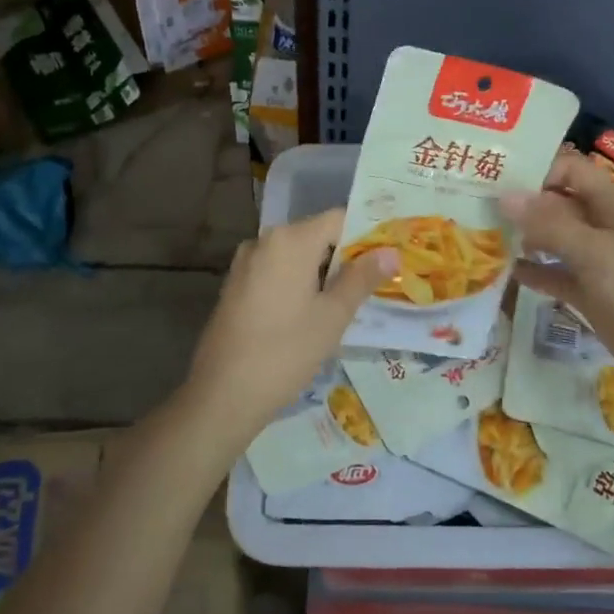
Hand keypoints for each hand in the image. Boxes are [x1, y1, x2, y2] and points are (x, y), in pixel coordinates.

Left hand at [174, 208, 399, 449]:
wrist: (223, 394)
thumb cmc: (286, 351)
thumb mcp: (333, 316)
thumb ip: (362, 278)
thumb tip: (390, 252)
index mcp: (290, 240)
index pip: (339, 219)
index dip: (366, 235)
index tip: (387, 259)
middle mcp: (265, 241)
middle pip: (317, 236)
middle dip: (346, 256)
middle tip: (376, 283)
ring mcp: (246, 263)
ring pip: (296, 256)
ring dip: (323, 272)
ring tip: (350, 302)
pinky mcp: (236, 286)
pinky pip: (277, 272)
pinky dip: (299, 283)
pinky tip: (313, 313)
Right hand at [500, 152, 613, 411]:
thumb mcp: (595, 252)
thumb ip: (549, 223)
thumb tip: (505, 196)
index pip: (569, 170)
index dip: (534, 172)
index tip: (493, 181)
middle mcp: (605, 224)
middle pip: (558, 203)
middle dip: (521, 205)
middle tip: (475, 208)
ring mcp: (599, 260)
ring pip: (555, 239)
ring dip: (524, 238)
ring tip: (483, 237)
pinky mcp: (592, 291)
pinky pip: (558, 273)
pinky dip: (536, 271)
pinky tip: (505, 272)